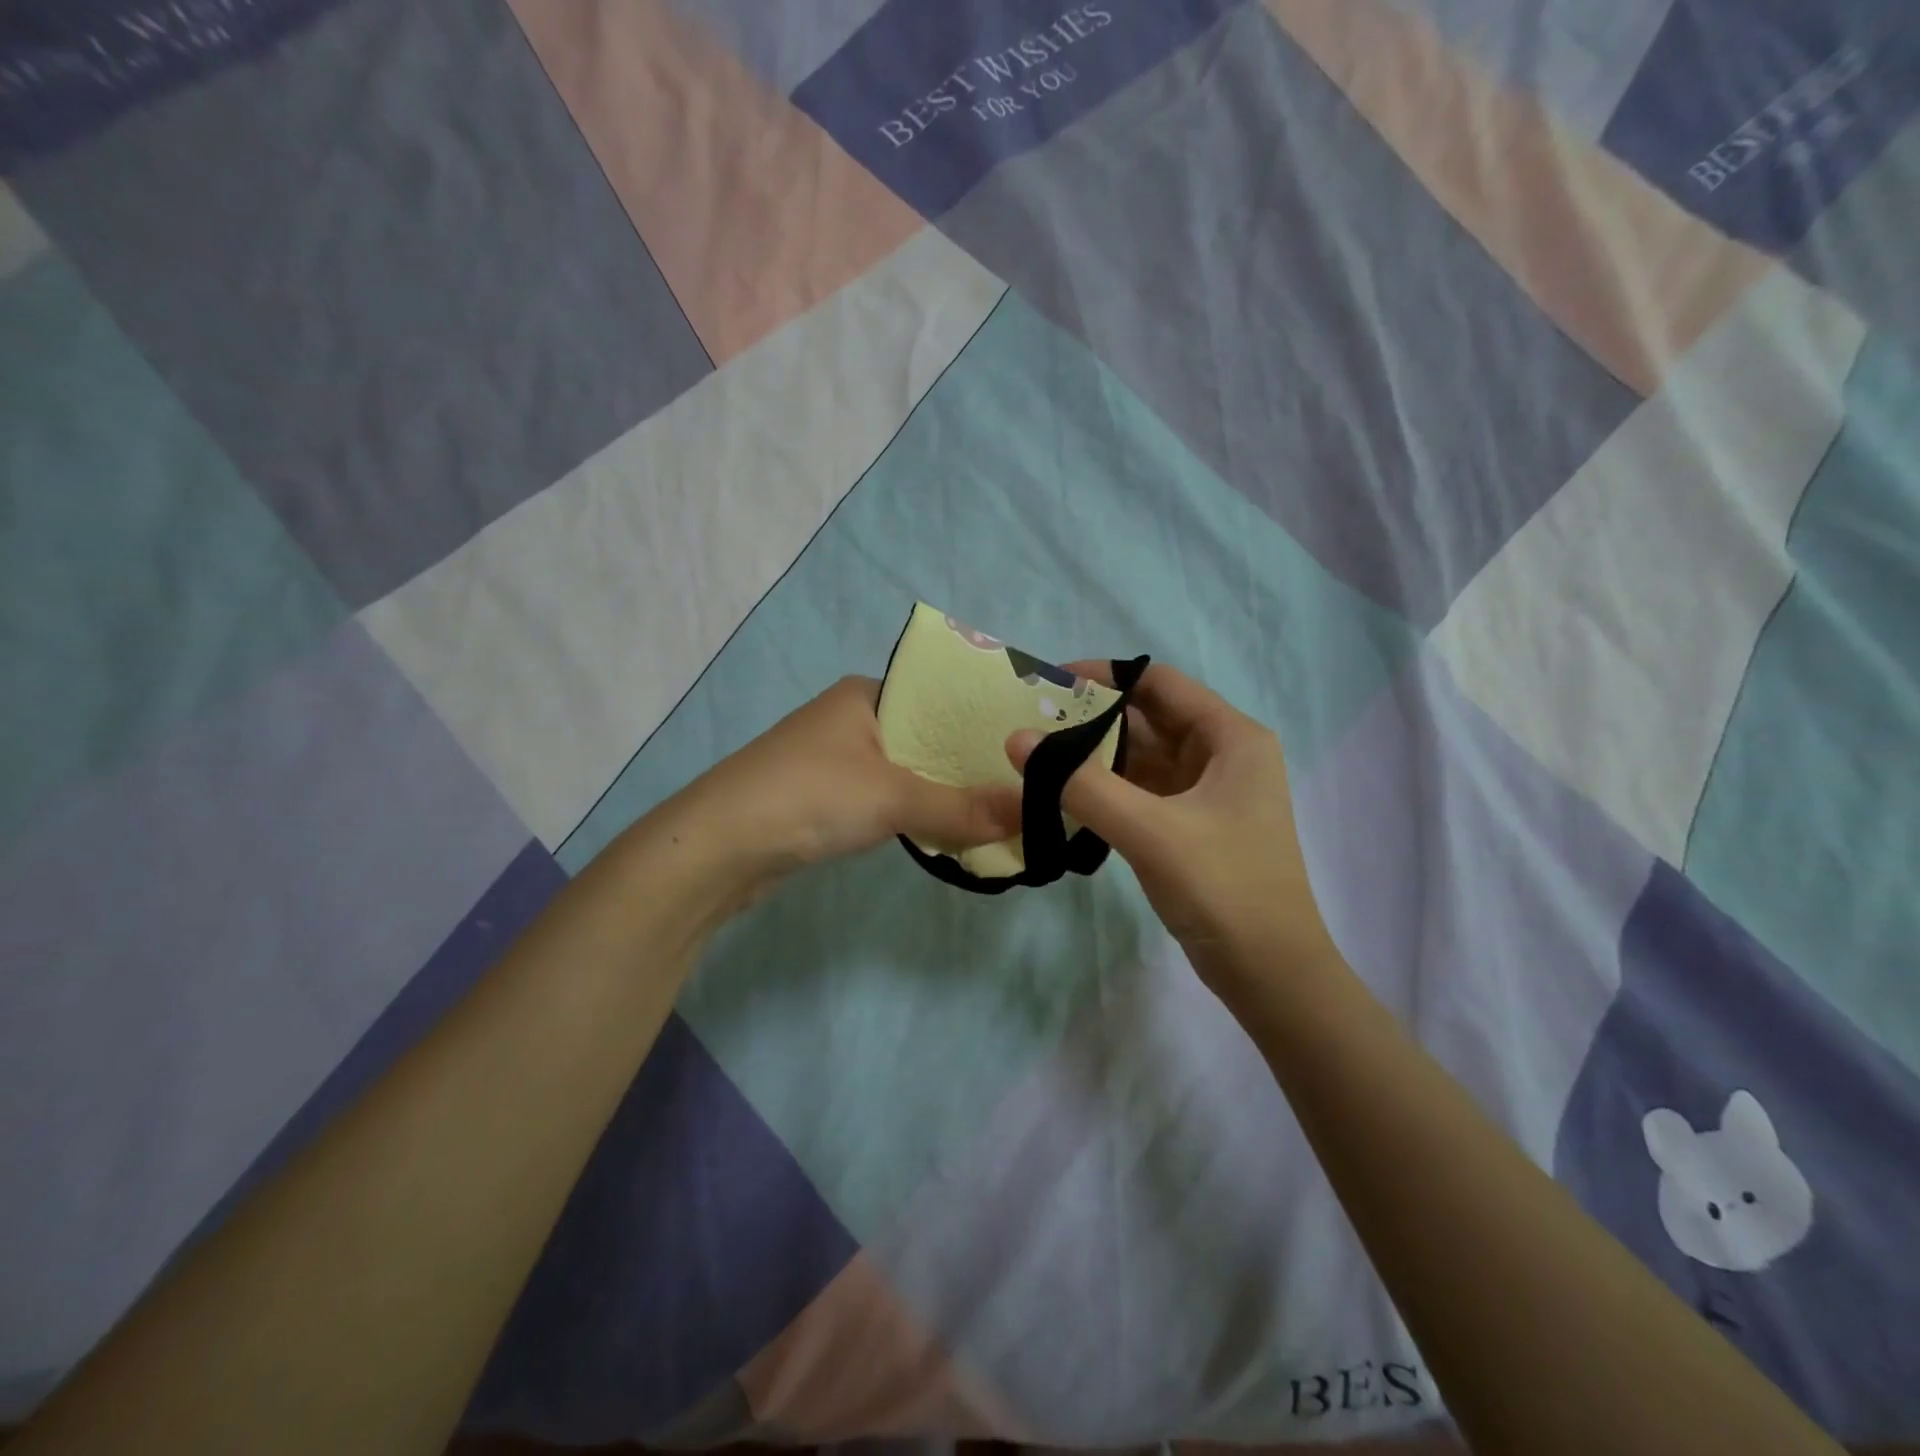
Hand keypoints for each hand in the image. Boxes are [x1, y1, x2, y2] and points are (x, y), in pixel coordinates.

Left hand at [667, 676, 1020, 900]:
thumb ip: (961, 808)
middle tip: (1023, 784)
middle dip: (967, 763)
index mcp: (866, 694)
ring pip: (906, 771)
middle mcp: (852, 718)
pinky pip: (884, 798)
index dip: (982, 721)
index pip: (940, 697)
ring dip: (942, 791)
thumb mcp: (893, 798)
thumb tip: (1028, 816)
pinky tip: (947, 827)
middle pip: (926, 737)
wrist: (719, 846)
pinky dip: (914, 812)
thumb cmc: (810, 796)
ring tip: (998, 807)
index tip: (1027, 745)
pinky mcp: (825, 798)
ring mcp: (835, 759)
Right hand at [1006, 663, 1337, 990]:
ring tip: (1040, 755)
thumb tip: (1017, 739)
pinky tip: (1067, 794)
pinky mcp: (1193, 825)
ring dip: (1097, 756)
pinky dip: (1109, 789)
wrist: (1270, 974)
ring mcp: (1208, 792)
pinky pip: (1144, 791)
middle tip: (1033, 723)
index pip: (1160, 683)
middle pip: (1149, 718)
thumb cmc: (1223, 888)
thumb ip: (1082, 784)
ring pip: (1143, 757)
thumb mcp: (1150, 831)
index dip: (1106, 676)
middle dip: (1094, 719)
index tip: (1052, 683)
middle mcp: (1222, 755)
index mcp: (1230, 738)